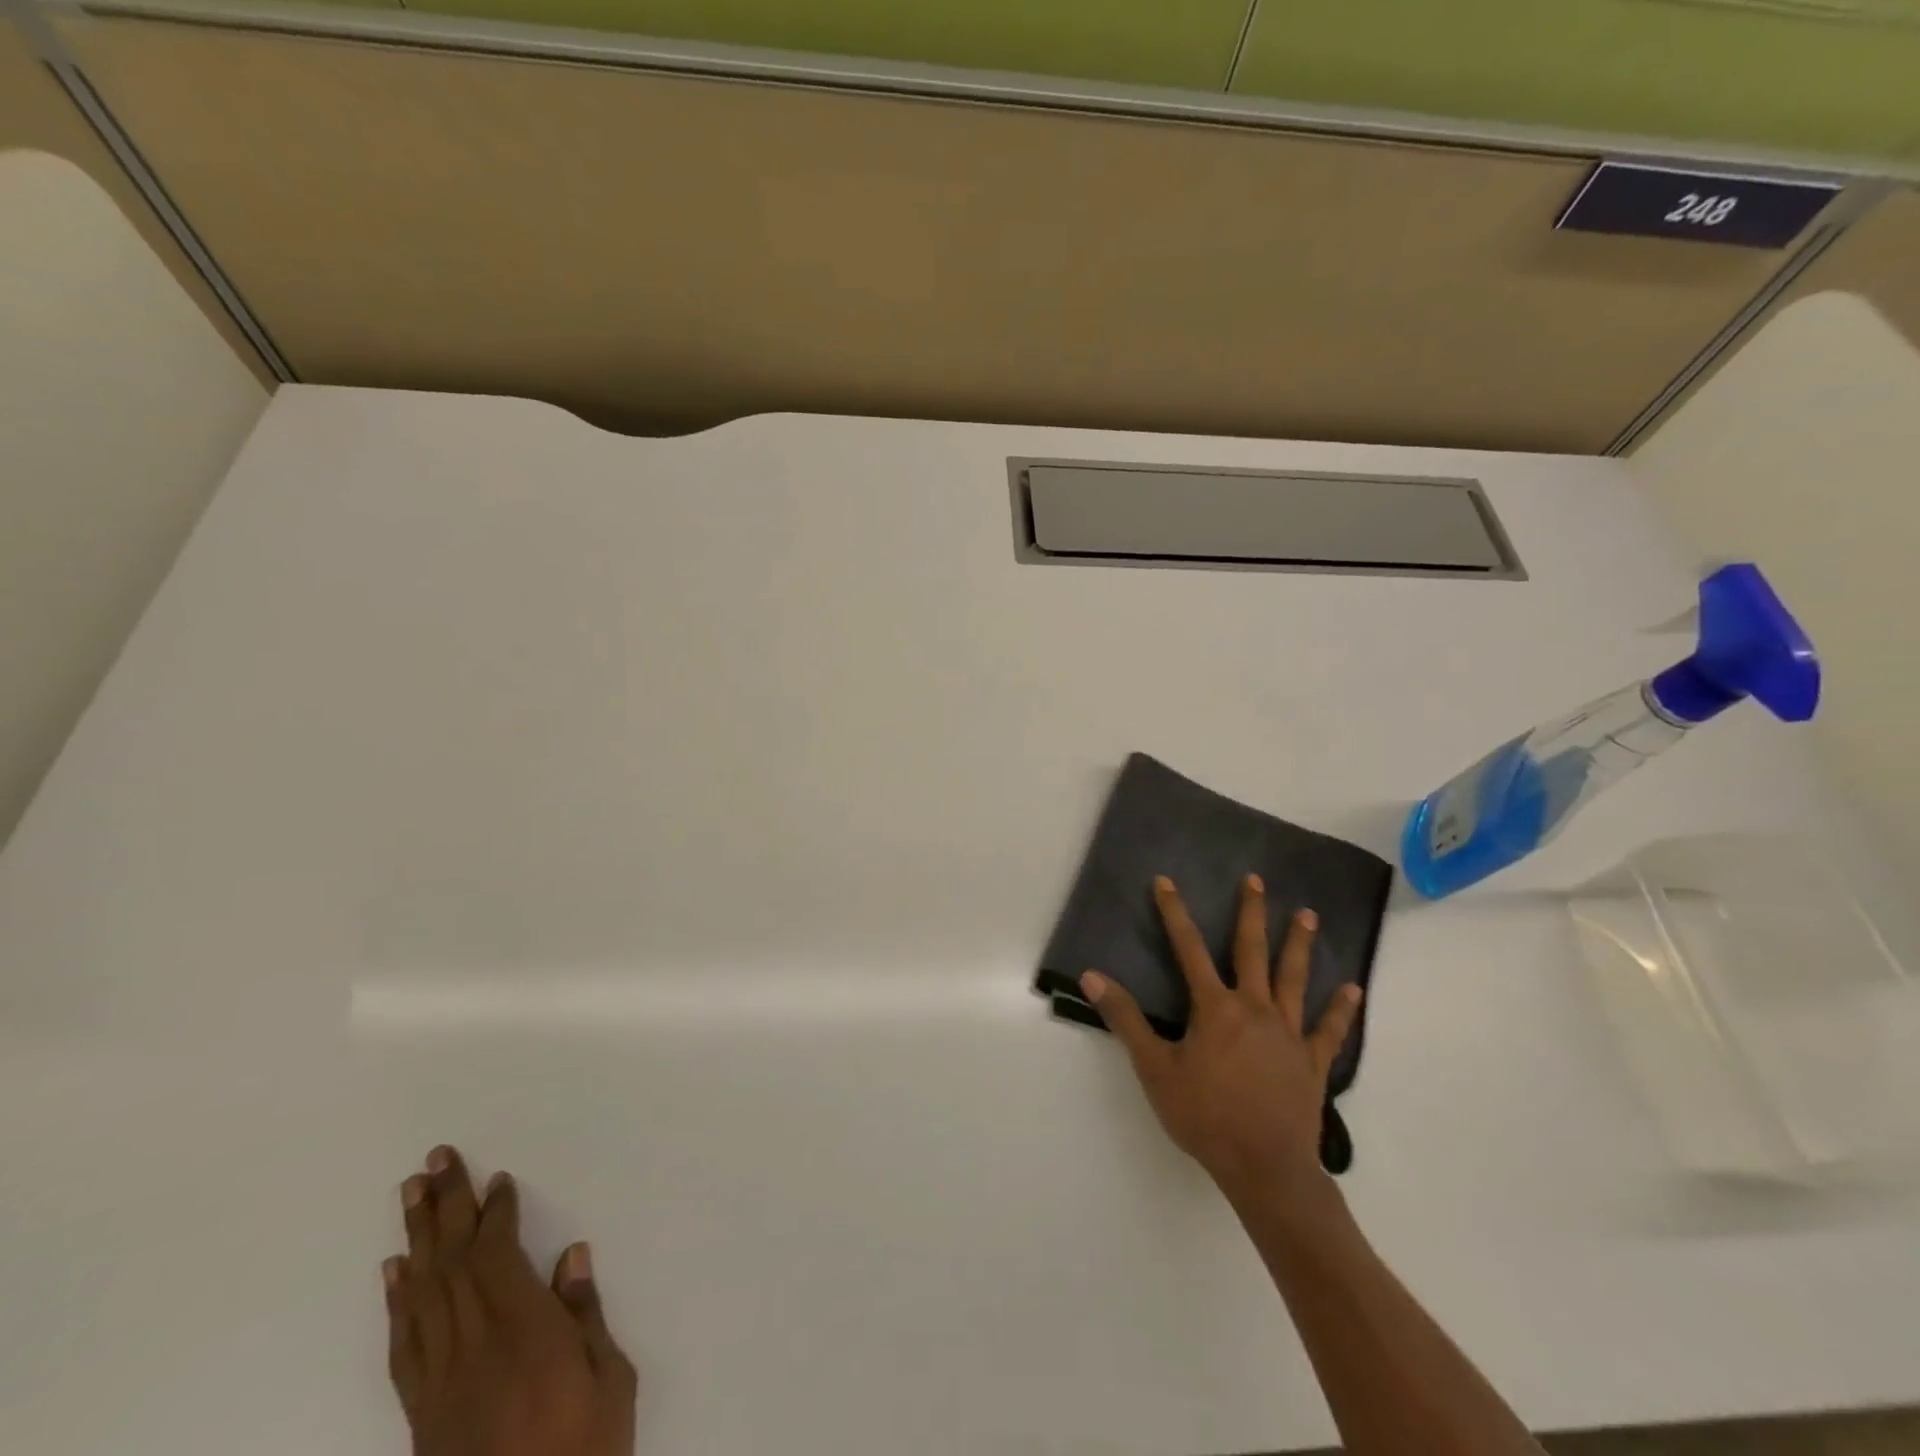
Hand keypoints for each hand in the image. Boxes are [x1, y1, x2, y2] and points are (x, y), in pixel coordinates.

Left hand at [385, 1146, 638, 1455]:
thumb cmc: (584, 1451)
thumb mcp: (609, 1383)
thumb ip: (586, 1317)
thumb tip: (572, 1256)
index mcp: (524, 1334)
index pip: (497, 1257)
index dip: (495, 1214)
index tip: (498, 1179)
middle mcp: (474, 1348)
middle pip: (452, 1263)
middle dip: (444, 1206)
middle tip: (436, 1160)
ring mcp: (439, 1382)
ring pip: (422, 1294)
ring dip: (416, 1238)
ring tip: (411, 1193)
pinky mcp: (421, 1412)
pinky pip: (405, 1344)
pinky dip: (397, 1300)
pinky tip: (394, 1270)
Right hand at [1081, 875, 1362, 1202]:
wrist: (1265, 1168)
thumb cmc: (1205, 1116)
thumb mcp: (1154, 1068)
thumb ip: (1125, 1019)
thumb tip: (1093, 976)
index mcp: (1215, 1008)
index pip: (1188, 949)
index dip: (1174, 913)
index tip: (1165, 882)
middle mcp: (1254, 1008)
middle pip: (1252, 951)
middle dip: (1251, 913)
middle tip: (1256, 880)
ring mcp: (1288, 1034)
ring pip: (1294, 979)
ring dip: (1300, 945)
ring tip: (1307, 915)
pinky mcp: (1312, 1062)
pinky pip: (1329, 1030)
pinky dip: (1341, 1010)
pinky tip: (1353, 989)